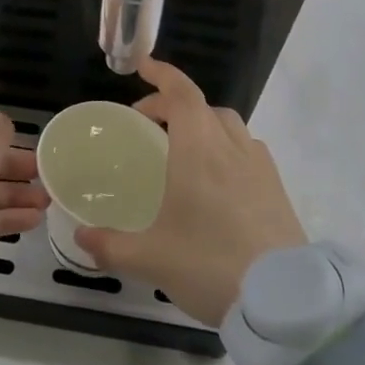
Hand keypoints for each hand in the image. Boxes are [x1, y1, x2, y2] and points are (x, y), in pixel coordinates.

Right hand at [74, 59, 305, 325]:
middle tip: (148, 124)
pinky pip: (248, 150)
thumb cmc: (210, 264)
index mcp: (198, 150)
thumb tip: (80, 239)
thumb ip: (110, 246)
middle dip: (173, 105)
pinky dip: (226, 147)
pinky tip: (218, 178)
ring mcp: (259, 166)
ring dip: (203, 123)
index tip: (143, 65)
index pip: (181, 94)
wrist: (284, 299)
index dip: (162, 74)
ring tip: (183, 149)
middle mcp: (230, 147)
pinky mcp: (277, 188)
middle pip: (203, 107)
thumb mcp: (151, 259)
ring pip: (229, 125)